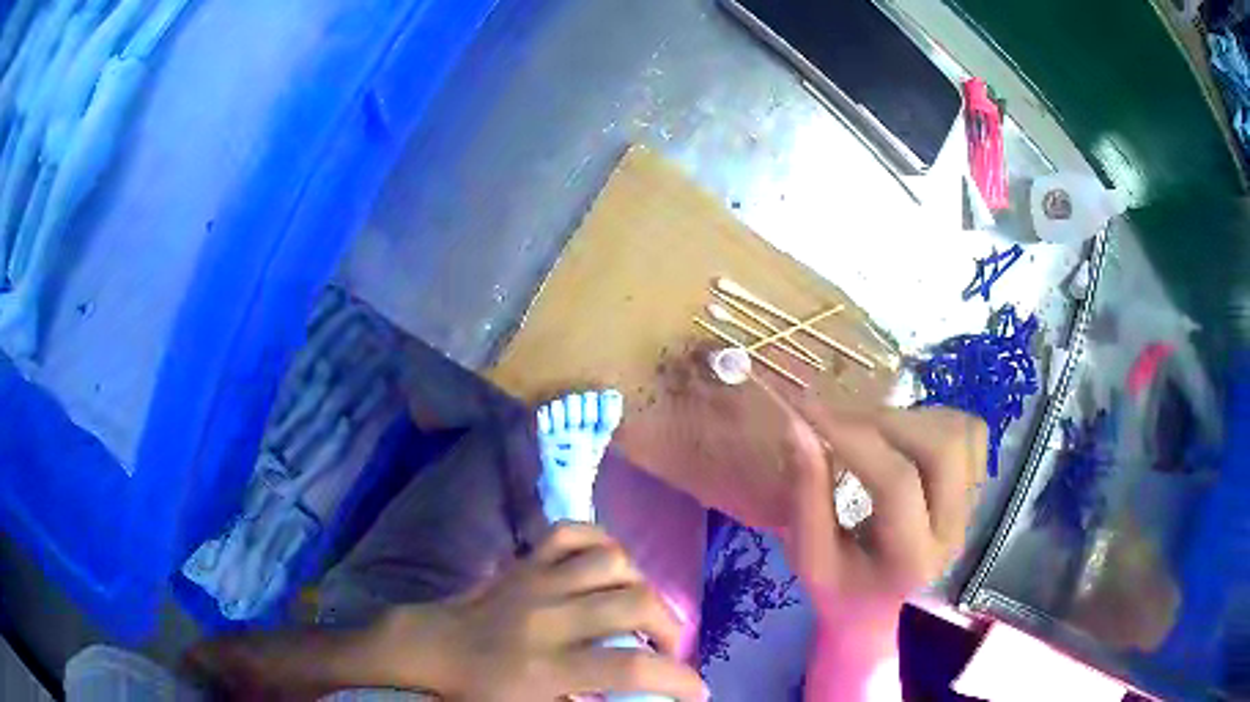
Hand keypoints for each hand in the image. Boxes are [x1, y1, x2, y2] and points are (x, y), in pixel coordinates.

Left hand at [375, 523, 706, 700]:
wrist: (429, 646)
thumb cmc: (477, 690)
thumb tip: (634, 700)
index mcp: (546, 667)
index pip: (630, 667)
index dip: (676, 678)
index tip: (696, 689)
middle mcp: (548, 618)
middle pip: (634, 603)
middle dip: (669, 626)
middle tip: (666, 647)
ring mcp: (536, 580)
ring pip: (612, 562)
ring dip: (640, 585)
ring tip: (639, 609)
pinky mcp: (525, 560)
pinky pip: (572, 531)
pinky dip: (600, 542)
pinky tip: (608, 567)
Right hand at [777, 403, 985, 625]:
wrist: (876, 612)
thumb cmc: (837, 590)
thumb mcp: (809, 556)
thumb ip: (806, 494)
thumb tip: (799, 425)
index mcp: (912, 561)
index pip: (896, 484)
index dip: (853, 437)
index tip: (808, 408)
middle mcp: (953, 532)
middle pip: (942, 449)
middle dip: (887, 421)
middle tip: (842, 419)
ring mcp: (973, 509)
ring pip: (959, 433)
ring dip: (911, 418)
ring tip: (870, 430)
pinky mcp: (978, 490)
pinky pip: (969, 432)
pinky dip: (935, 420)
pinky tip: (904, 438)